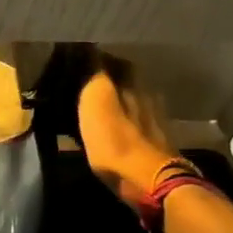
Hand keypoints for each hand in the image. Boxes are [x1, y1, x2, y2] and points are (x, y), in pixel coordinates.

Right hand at [77, 63, 182, 205]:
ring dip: (116, 100)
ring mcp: (155, 120)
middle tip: (82, 84)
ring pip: (132, 100)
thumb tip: (89, 51)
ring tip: (94, 106)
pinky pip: (135, 122)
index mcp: (133, 83)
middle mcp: (148, 95)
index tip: (76, 61)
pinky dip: (122, 121)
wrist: (150, 182)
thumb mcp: (96, 102)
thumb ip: (94, 76)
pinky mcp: (156, 143)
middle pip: (126, 80)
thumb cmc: (116, 140)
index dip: (95, 59)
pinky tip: (112, 128)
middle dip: (107, 79)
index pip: (112, 60)